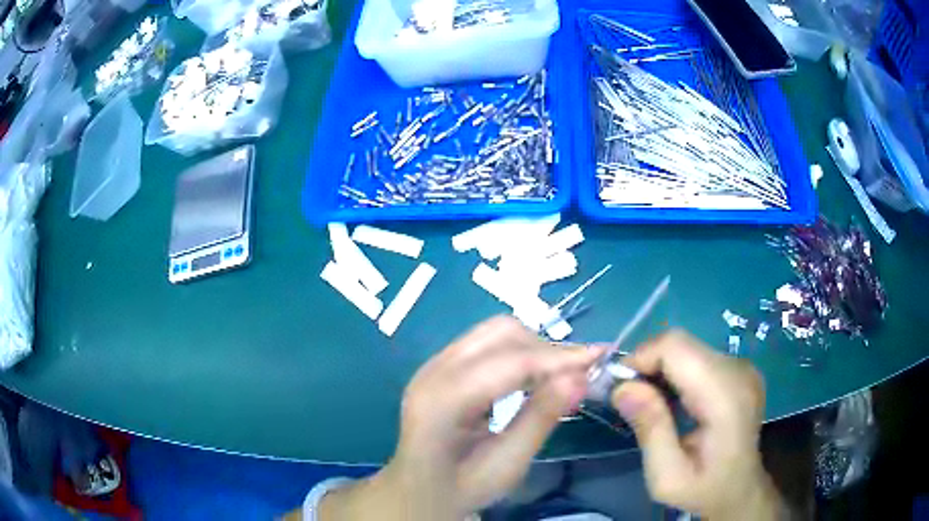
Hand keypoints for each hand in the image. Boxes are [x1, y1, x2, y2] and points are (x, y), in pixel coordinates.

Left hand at [319, 316, 601, 520]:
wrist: (416, 491)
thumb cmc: (459, 489)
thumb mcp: (506, 466)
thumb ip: (540, 420)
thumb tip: (580, 377)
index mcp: (441, 402)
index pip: (509, 363)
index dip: (558, 357)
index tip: (600, 357)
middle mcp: (432, 372)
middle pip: (500, 334)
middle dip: (546, 349)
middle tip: (580, 374)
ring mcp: (432, 365)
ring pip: (494, 332)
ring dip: (534, 347)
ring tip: (561, 375)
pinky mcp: (440, 366)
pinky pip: (486, 343)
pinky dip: (518, 352)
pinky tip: (534, 376)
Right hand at [612, 330, 784, 520]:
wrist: (740, 490)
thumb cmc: (703, 489)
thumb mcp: (667, 476)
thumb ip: (650, 429)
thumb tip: (622, 387)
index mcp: (725, 397)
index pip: (677, 347)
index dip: (641, 358)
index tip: (620, 390)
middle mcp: (738, 371)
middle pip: (681, 343)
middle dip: (647, 364)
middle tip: (629, 399)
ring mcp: (742, 367)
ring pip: (687, 347)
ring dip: (660, 368)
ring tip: (649, 403)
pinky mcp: (738, 369)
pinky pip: (697, 356)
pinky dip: (675, 371)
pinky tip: (671, 400)